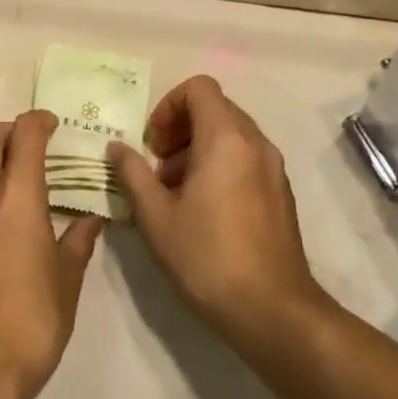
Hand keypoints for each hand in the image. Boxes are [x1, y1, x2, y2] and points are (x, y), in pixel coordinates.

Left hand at [0, 111, 103, 398]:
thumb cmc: (30, 323)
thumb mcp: (66, 283)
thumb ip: (77, 244)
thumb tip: (91, 221)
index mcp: (17, 198)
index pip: (24, 136)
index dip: (38, 121)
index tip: (51, 124)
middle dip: (7, 130)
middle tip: (26, 143)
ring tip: (0, 168)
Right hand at [110, 76, 323, 350]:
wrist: (273, 311)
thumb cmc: (207, 256)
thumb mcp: (156, 216)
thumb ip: (133, 174)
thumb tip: (117, 148)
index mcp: (226, 138)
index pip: (198, 87)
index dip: (168, 106)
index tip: (153, 144)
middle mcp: (255, 143)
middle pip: (215, 108)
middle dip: (180, 129)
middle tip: (158, 168)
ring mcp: (273, 168)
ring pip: (231, 135)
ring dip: (197, 149)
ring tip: (175, 193)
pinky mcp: (280, 193)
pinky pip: (245, 159)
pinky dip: (220, 167)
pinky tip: (202, 211)